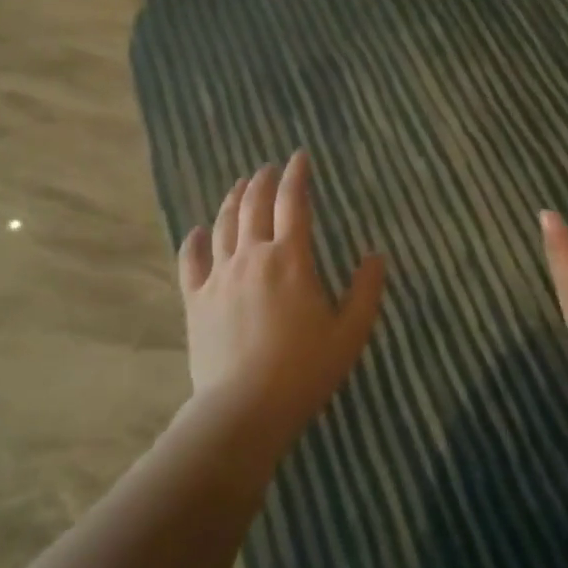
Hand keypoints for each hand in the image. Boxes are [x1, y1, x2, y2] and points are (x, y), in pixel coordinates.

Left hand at [178, 152, 384, 441]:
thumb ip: (365, 291)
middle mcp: (252, 256)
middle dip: (262, 181)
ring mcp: (219, 276)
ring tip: (239, 186)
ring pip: (223, 225)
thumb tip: (376, 255)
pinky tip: (196, 230)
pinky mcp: (196, 299)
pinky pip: (190, 261)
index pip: (293, 203)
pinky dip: (193, 240)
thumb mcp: (350, 334)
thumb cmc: (304, 371)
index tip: (299, 157)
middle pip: (254, 206)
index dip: (296, 175)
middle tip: (267, 168)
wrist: (244, 410)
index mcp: (290, 259)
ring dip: (232, 200)